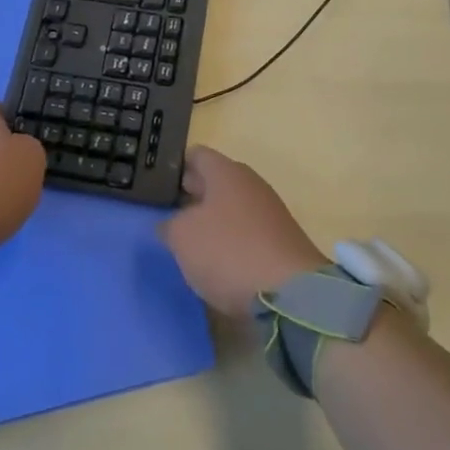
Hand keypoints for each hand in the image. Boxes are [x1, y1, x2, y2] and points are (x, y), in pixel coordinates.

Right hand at [159, 145, 325, 316]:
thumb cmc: (228, 251)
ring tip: (191, 243)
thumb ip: (170, 225)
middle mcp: (250, 183)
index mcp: (225, 171)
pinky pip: (248, 231)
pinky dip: (232, 241)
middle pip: (215, 180)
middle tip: (169, 215)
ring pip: (232, 207)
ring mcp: (270, 211)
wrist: (291, 293)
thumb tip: (172, 224)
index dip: (175, 168)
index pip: (196, 155)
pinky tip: (220, 262)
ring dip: (213, 221)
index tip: (158, 187)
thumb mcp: (182, 237)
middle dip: (193, 195)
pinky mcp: (282, 240)